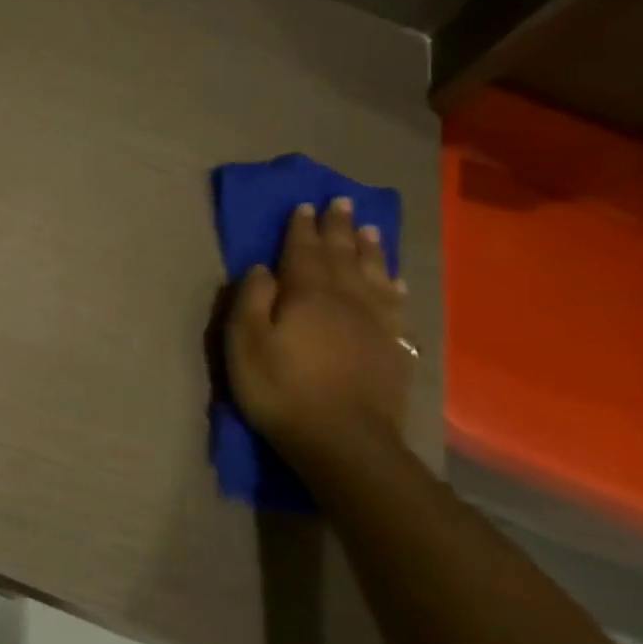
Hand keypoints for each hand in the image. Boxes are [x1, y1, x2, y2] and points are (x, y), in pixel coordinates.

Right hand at [224, 196, 412, 468]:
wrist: (345, 441)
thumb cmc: (282, 389)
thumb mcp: (246, 343)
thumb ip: (251, 300)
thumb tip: (262, 268)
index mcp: (308, 294)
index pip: (303, 251)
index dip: (302, 228)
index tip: (303, 205)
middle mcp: (347, 299)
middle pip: (343, 255)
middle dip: (340, 228)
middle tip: (342, 201)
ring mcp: (376, 324)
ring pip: (374, 275)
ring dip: (370, 250)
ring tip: (371, 229)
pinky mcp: (394, 349)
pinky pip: (396, 306)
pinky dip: (394, 287)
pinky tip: (395, 281)